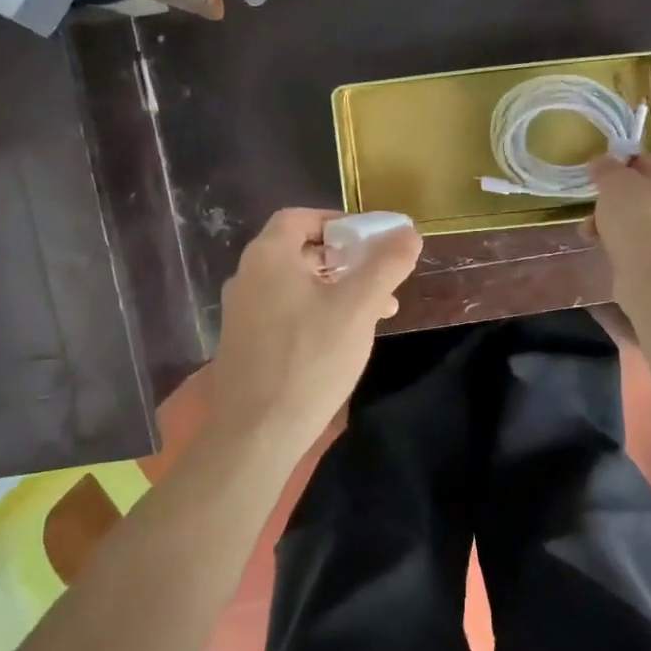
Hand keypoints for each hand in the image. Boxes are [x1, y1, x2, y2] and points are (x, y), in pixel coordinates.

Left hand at [206, 208, 422, 451]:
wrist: (256, 433)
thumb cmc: (309, 359)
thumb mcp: (358, 307)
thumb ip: (385, 265)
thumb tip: (408, 233)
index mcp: (268, 257)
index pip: (300, 217)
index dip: (338, 222)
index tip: (370, 239)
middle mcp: (248, 277)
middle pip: (300, 251)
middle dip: (346, 260)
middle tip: (380, 277)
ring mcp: (242, 312)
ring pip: (296, 285)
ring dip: (337, 289)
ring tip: (377, 312)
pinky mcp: (245, 343)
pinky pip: (286, 311)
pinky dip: (317, 312)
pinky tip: (345, 339)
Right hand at [588, 154, 650, 297]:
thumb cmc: (643, 217)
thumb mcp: (615, 182)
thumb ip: (607, 169)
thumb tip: (601, 163)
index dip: (625, 171)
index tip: (604, 182)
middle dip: (621, 203)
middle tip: (596, 209)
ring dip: (622, 226)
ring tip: (592, 233)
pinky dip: (633, 247)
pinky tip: (607, 251)